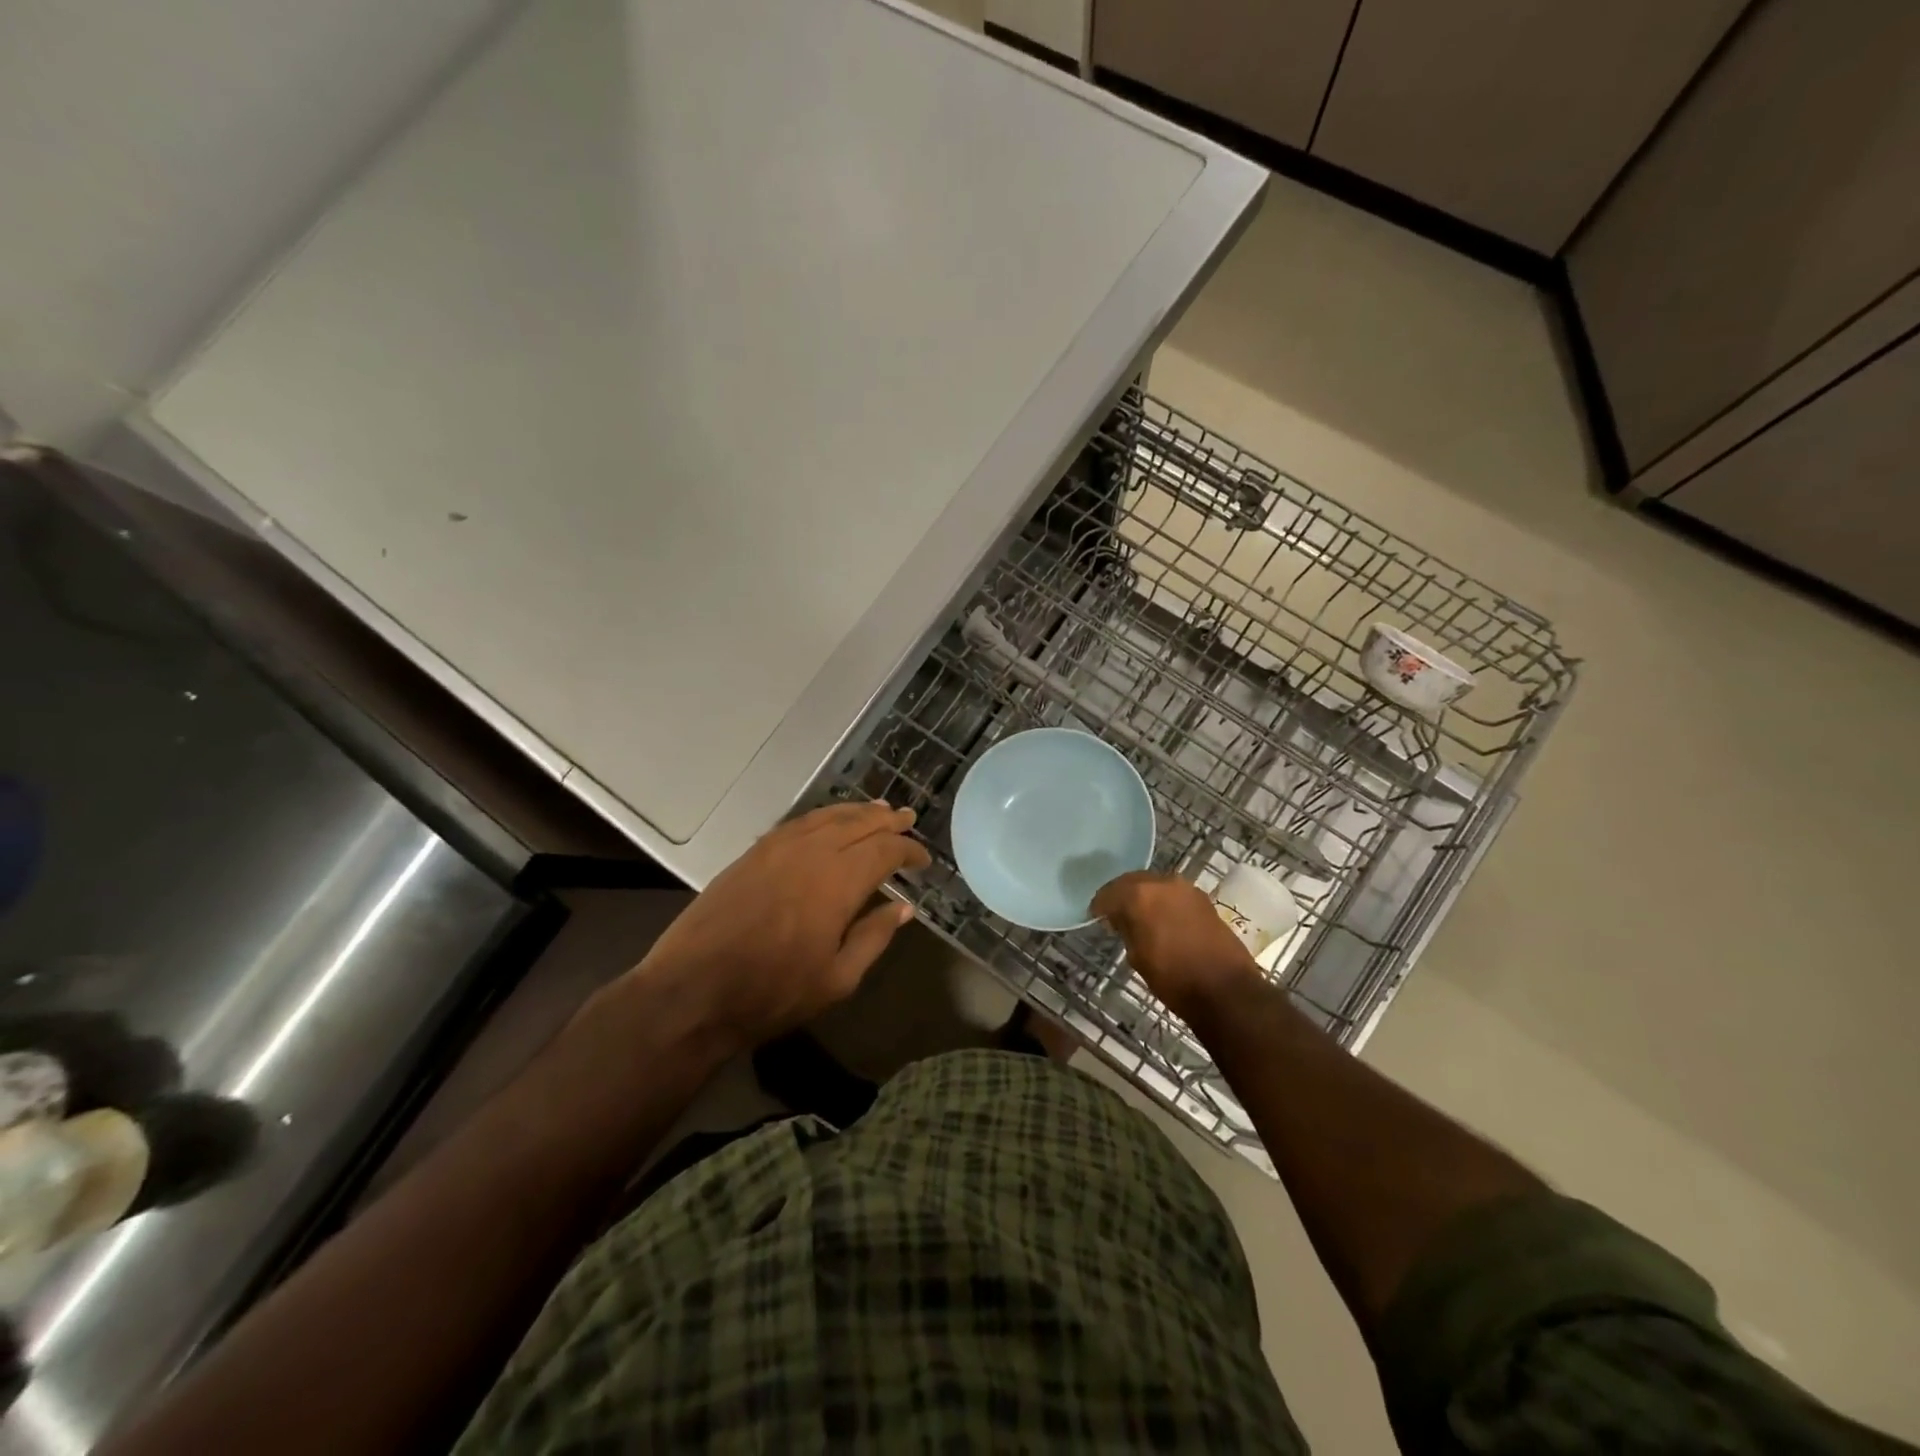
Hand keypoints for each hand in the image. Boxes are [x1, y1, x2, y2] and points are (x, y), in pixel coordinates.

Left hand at [613, 802, 931, 1055]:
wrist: (692, 991)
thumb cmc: (772, 993)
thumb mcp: (837, 979)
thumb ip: (874, 937)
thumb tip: (903, 907)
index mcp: (838, 882)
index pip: (884, 851)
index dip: (908, 851)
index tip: (923, 860)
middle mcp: (811, 853)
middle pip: (859, 824)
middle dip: (887, 820)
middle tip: (908, 818)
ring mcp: (778, 848)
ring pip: (827, 817)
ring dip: (857, 812)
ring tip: (878, 810)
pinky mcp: (753, 853)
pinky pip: (798, 823)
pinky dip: (823, 817)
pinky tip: (830, 822)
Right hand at [1092, 872, 1263, 1024]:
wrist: (1226, 990)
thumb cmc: (1174, 978)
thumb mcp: (1137, 957)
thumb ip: (1126, 930)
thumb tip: (1120, 920)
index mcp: (1139, 895)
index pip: (1109, 893)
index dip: (1099, 906)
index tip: (1094, 916)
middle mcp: (1162, 882)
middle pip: (1132, 882)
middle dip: (1121, 895)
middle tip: (1113, 913)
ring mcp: (1186, 889)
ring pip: (1155, 885)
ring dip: (1143, 897)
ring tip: (1137, 917)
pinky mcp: (1203, 900)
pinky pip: (1173, 894)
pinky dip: (1162, 902)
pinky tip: (1160, 919)